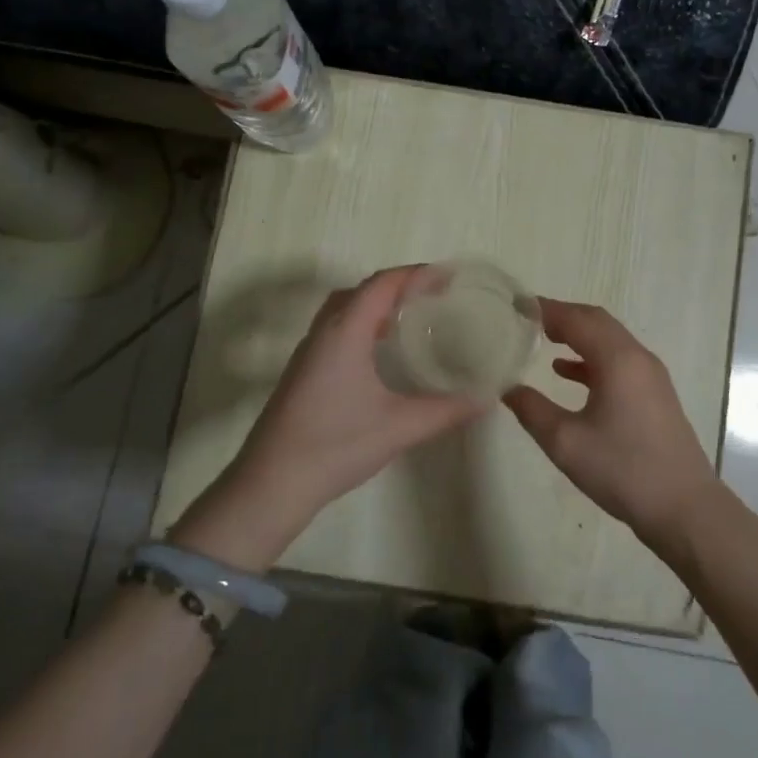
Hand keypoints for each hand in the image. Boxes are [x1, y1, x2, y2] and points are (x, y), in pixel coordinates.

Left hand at [173, 268, 483, 566]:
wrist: (271, 483)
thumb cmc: (336, 446)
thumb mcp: (399, 427)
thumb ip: (446, 410)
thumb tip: (486, 398)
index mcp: (346, 333)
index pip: (382, 284)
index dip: (416, 274)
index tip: (448, 276)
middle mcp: (324, 332)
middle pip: (362, 290)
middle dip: (398, 284)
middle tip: (433, 294)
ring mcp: (309, 352)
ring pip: (344, 308)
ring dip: (377, 303)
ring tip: (411, 315)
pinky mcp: (303, 371)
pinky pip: (336, 328)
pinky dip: (362, 323)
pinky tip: (379, 351)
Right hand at [503, 299, 719, 548]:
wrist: (684, 508)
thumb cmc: (623, 470)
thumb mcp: (566, 442)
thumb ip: (532, 410)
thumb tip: (508, 389)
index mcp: (617, 360)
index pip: (577, 319)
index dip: (546, 310)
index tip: (517, 306)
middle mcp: (638, 358)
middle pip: (597, 322)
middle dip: (563, 316)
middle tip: (528, 318)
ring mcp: (651, 376)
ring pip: (609, 340)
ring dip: (578, 335)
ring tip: (543, 339)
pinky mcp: (655, 395)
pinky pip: (618, 361)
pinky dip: (591, 358)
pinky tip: (566, 372)